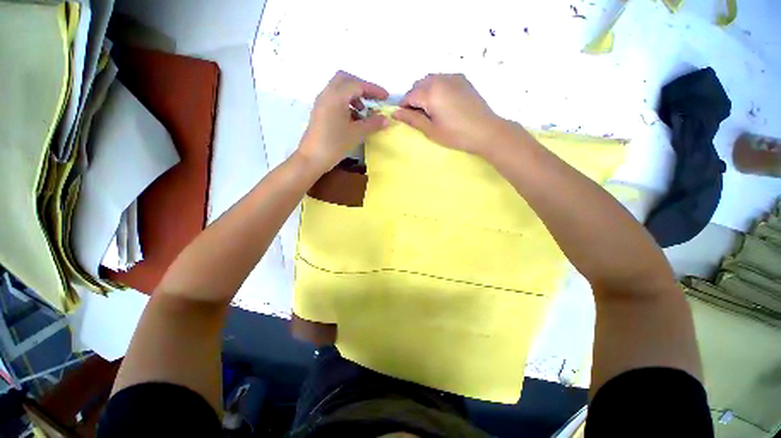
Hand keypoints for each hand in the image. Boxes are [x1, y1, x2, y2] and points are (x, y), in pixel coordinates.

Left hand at [298, 71, 388, 170]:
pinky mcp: (320, 111)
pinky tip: (354, 119)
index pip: (357, 85)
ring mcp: (322, 102)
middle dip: (362, 87)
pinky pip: (335, 99)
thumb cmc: (334, 144)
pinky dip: (346, 103)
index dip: (374, 89)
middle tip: (373, 99)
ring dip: (354, 95)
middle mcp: (327, 94)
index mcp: (336, 96)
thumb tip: (386, 119)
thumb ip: (372, 124)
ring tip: (364, 111)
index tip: (386, 97)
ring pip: (339, 89)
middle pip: (346, 79)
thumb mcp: (356, 134)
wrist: (312, 159)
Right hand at [393, 74, 504, 156]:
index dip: (404, 107)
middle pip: (419, 85)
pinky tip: (443, 102)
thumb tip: (395, 113)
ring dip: (425, 91)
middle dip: (414, 98)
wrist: (486, 131)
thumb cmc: (456, 135)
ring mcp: (453, 77)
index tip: (406, 118)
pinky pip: (443, 79)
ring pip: (430, 79)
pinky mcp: (463, 79)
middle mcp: (440, 78)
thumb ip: (412, 119)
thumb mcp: (431, 130)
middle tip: (419, 116)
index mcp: (431, 92)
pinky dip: (437, 87)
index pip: (409, 95)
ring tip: (431, 109)